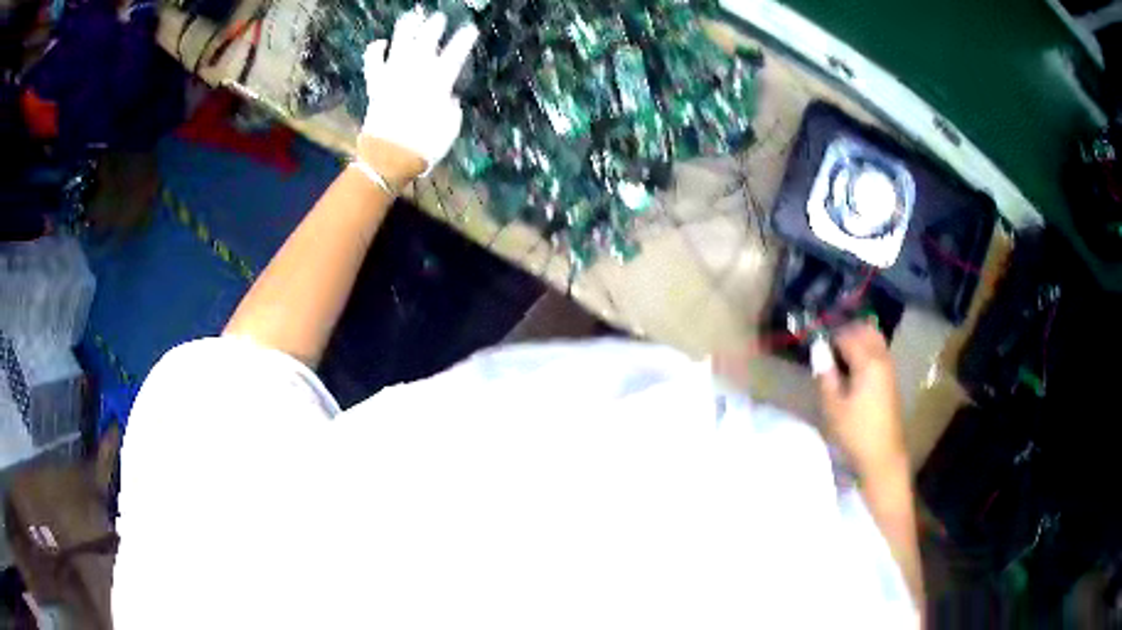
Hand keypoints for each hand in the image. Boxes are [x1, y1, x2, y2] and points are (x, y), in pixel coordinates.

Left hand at [359, 9, 478, 184]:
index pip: (455, 53)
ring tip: (413, 15)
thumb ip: (450, 107)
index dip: (464, 39)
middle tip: (440, 18)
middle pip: (427, 40)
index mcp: (439, 81)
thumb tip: (447, 97)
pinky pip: (374, 63)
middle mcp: (416, 71)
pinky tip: (381, 42)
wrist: (389, 157)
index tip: (470, 29)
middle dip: (435, 26)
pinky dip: (376, 51)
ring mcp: (394, 75)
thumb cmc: (425, 146)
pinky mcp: (376, 85)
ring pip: (400, 43)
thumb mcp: (450, 127)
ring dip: (407, 28)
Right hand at [816, 323, 906, 475]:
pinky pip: (878, 351)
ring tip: (839, 354)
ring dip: (857, 339)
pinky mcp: (891, 378)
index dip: (829, 337)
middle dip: (846, 331)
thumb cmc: (856, 432)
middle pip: (865, 330)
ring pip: (874, 339)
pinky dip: (866, 349)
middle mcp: (881, 358)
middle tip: (828, 345)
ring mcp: (889, 367)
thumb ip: (826, 374)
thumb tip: (818, 350)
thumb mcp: (833, 406)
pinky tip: (853, 366)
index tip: (815, 344)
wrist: (883, 455)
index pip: (846, 335)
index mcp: (868, 362)